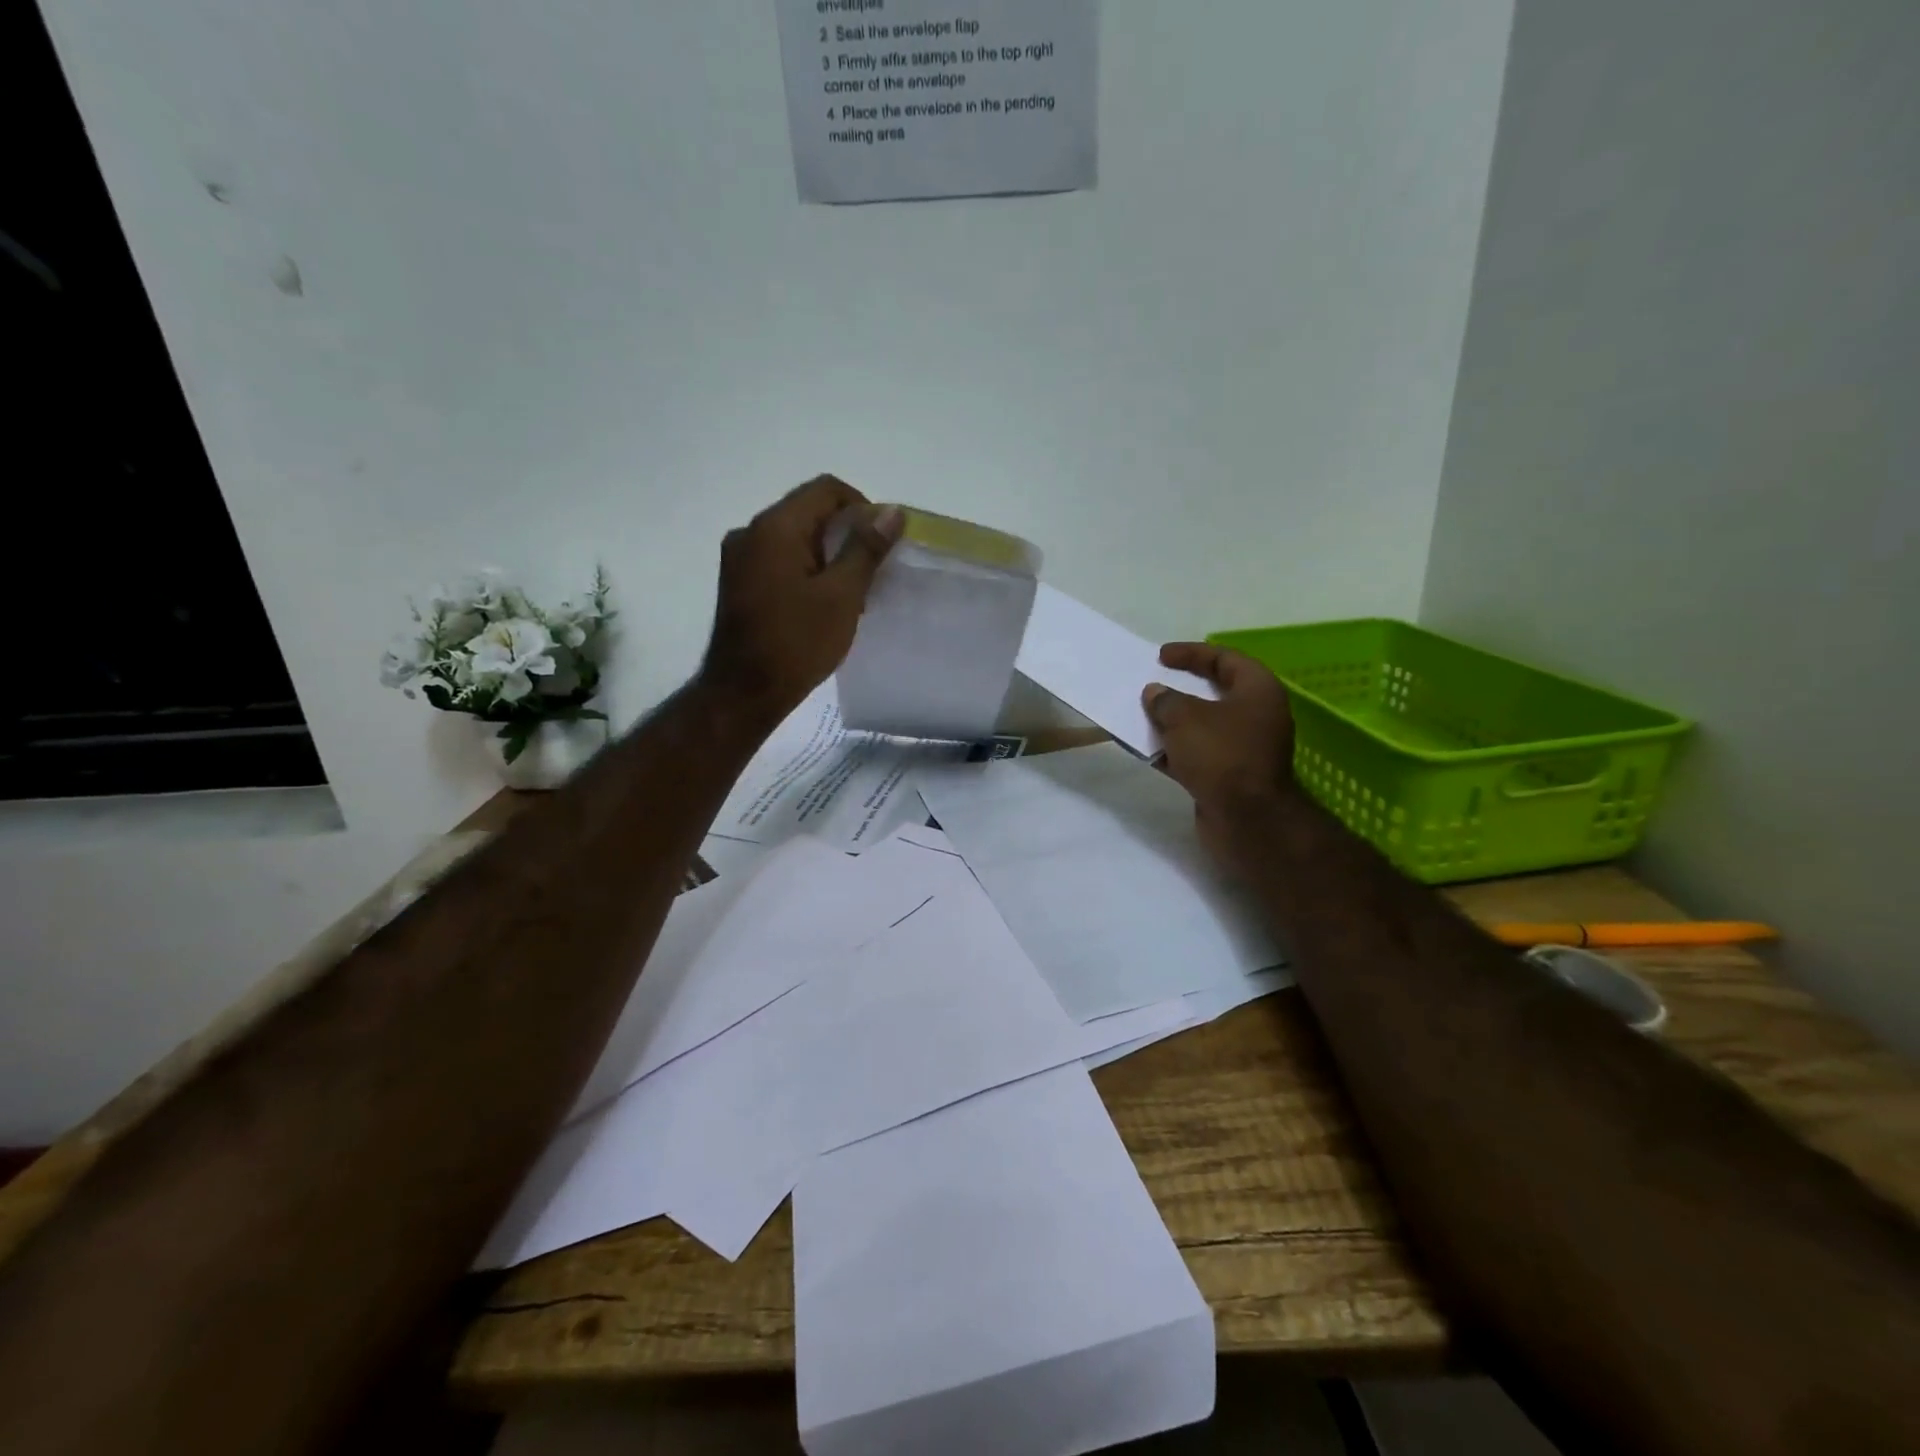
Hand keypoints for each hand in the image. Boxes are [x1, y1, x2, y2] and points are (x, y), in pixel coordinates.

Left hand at [700, 476, 902, 727]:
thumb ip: (866, 548)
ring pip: (794, 537)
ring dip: (827, 554)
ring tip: (851, 591)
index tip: (882, 543)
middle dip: (845, 533)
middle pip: (808, 511)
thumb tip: (892, 512)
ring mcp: (739, 558)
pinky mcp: (738, 582)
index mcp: (775, 527)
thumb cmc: (797, 643)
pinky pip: (779, 559)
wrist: (744, 693)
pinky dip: (806, 569)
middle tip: (872, 571)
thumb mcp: (842, 595)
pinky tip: (823, 602)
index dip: (862, 507)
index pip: (826, 489)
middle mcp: (750, 532)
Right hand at [1143, 643, 1299, 874]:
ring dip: (1173, 721)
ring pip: (1203, 726)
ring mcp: (1243, 749)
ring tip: (1142, 715)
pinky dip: (1174, 750)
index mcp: (1258, 691)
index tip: (1161, 656)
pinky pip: (1198, 755)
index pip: (1225, 659)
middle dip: (1180, 689)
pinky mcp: (1228, 776)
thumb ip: (1166, 700)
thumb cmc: (1222, 755)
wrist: (1247, 820)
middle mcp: (1256, 716)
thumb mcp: (1185, 718)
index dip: (1192, 653)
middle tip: (1152, 683)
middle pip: (1214, 693)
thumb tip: (1155, 693)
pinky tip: (1147, 749)